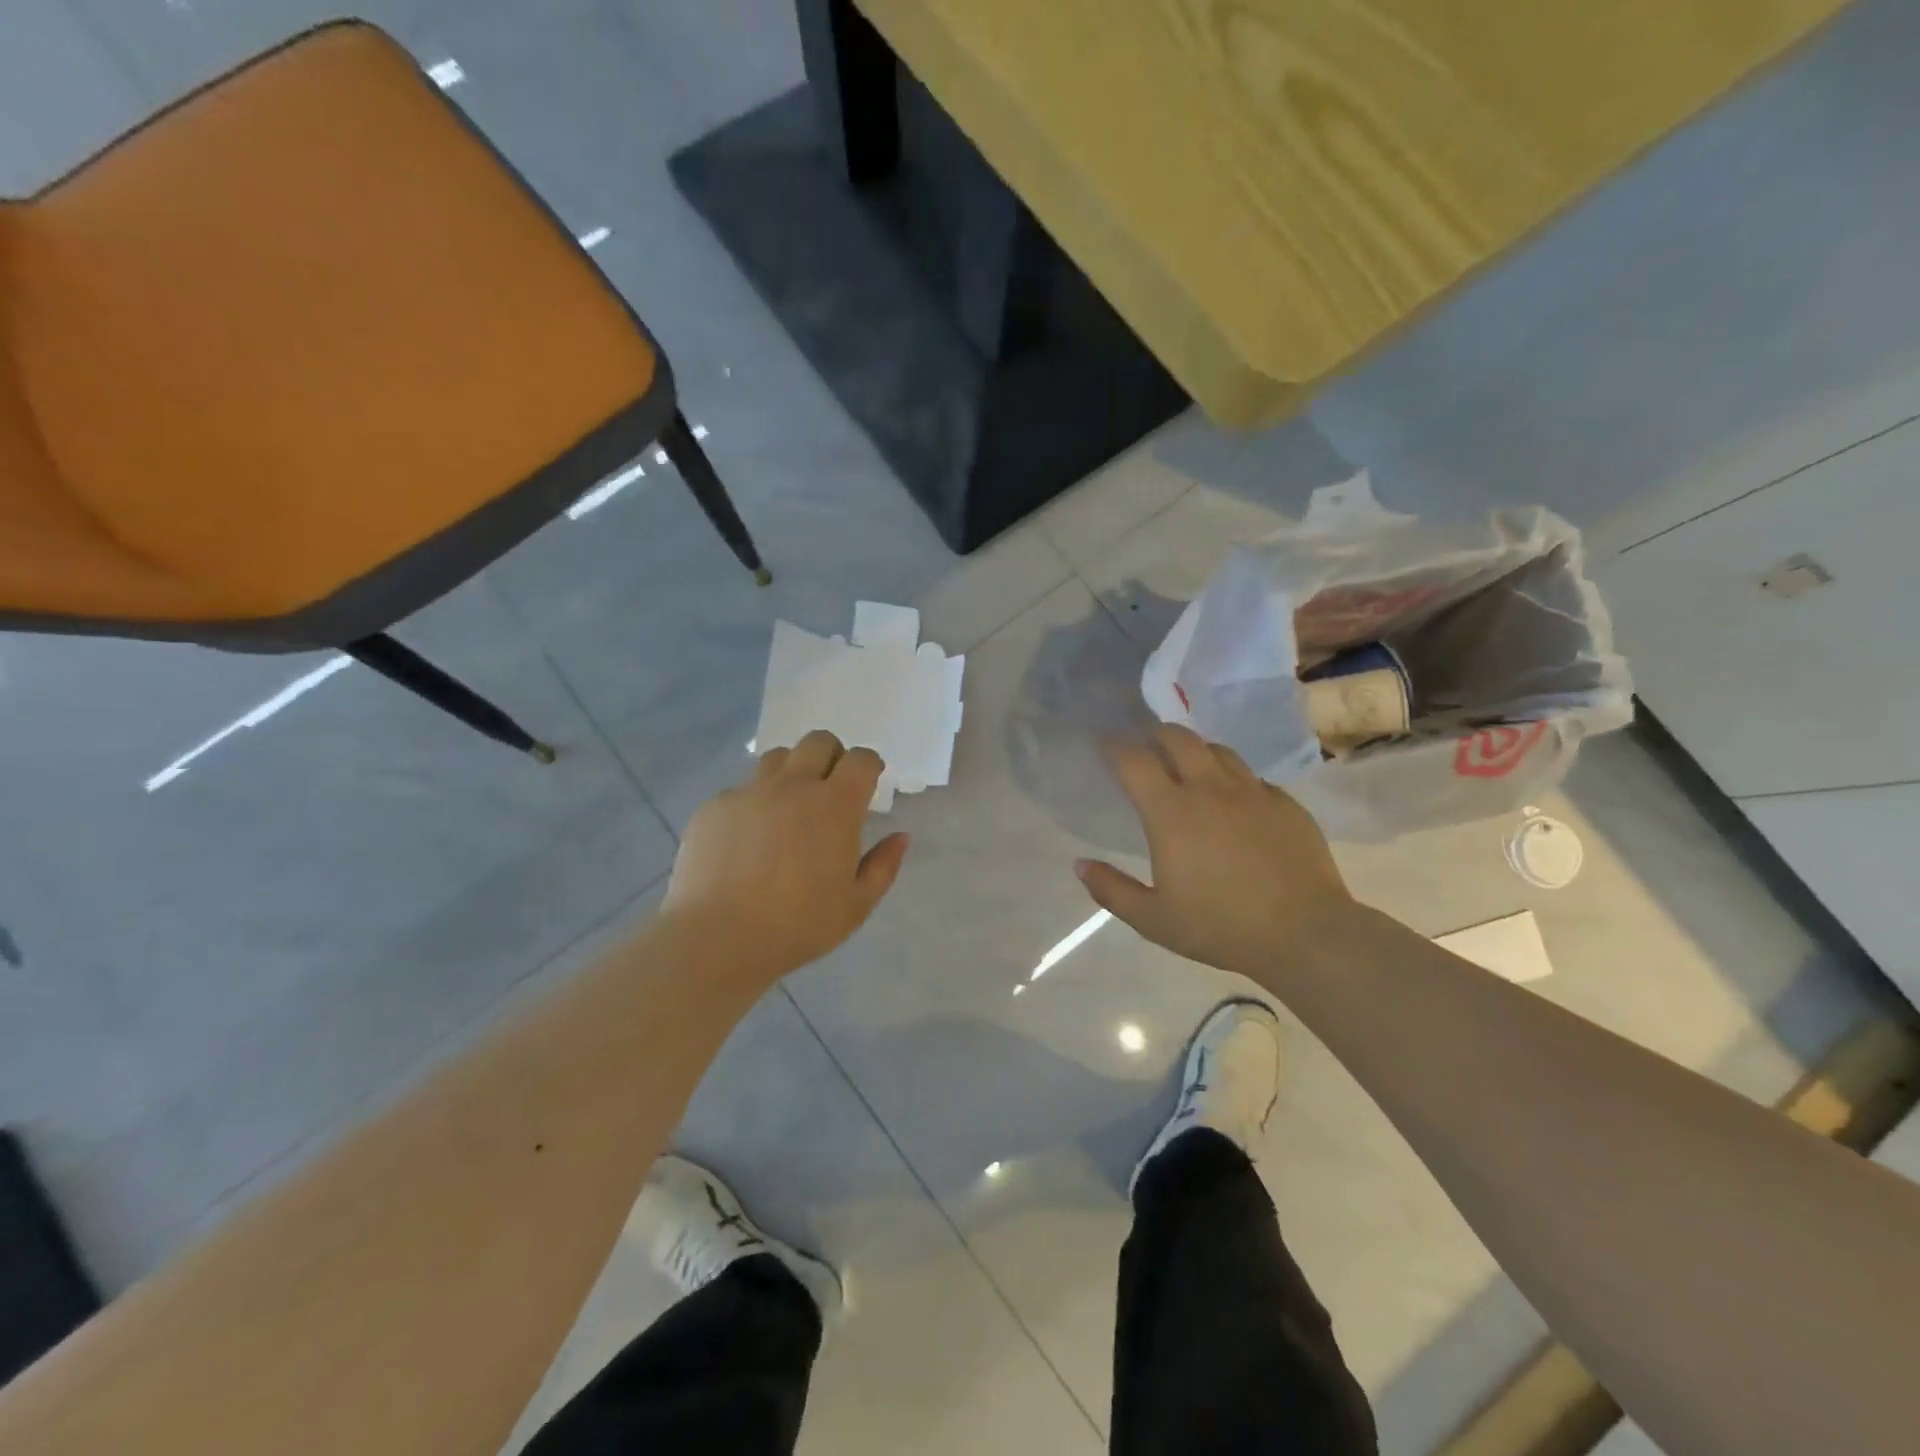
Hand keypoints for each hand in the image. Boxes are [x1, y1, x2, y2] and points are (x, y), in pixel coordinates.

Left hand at [663, 730, 909, 986]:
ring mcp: (750, 792)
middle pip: (819, 741)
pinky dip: (753, 804)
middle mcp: (793, 786)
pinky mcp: (715, 806)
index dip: (869, 766)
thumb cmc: (798, 925)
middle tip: (830, 790)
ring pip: (777, 758)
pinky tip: (747, 841)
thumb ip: (883, 866)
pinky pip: (741, 790)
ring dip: (792, 772)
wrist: (717, 938)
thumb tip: (900, 836)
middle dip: (832, 756)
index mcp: (835, 805)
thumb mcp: (856, 905)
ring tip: (788, 808)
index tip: (868, 785)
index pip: (861, 759)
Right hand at [1076, 725, 1358, 983]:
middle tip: (1146, 746)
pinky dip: (1233, 778)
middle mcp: (1209, 789)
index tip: (1104, 744)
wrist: (1305, 933)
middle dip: (1155, 734)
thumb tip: (1080, 865)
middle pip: (1178, 738)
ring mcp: (1252, 792)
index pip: (1134, 761)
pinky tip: (1234, 800)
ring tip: (1188, 765)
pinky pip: (1252, 777)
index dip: (1114, 747)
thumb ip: (1112, 890)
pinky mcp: (1285, 804)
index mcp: (1171, 813)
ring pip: (1218, 750)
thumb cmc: (1221, 926)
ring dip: (1195, 750)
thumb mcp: (1154, 920)